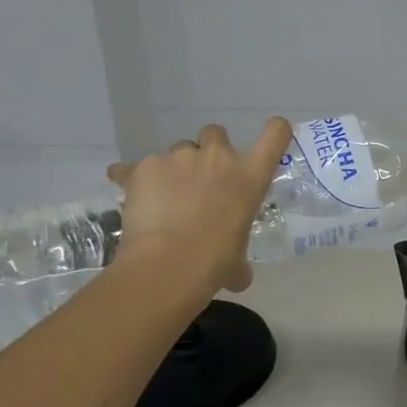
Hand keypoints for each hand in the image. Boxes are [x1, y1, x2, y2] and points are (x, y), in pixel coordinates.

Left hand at [106, 119, 290, 295]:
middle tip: (200, 179)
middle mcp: (219, 158)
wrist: (167, 265)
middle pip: (216, 133)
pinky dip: (132, 178)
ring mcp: (180, 158)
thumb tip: (239, 277)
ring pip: (178, 150)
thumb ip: (240, 261)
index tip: (270, 135)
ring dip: (174, 168)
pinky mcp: (145, 167)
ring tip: (163, 197)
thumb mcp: (237, 262)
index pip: (275, 135)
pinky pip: (135, 167)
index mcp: (250, 177)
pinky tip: (131, 199)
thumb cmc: (214, 263)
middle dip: (208, 151)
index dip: (275, 130)